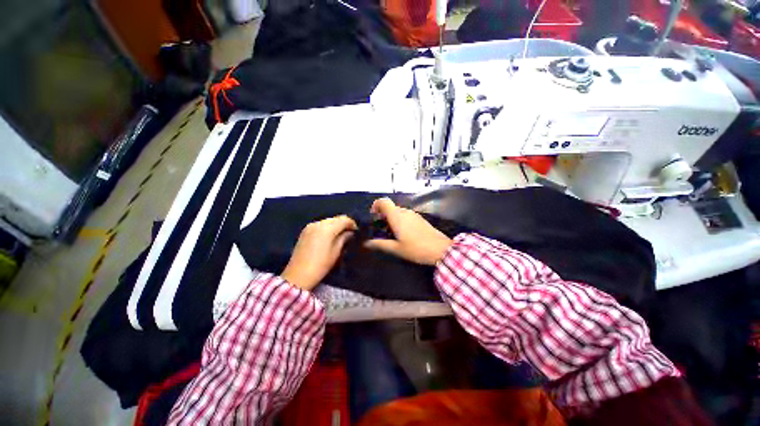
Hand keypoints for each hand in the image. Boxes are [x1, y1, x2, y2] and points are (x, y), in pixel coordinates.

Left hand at [282, 215, 357, 290]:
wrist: (298, 276)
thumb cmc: (321, 265)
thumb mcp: (336, 252)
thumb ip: (344, 238)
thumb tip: (350, 233)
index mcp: (327, 228)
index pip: (344, 219)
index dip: (352, 223)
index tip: (356, 231)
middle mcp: (318, 223)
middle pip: (335, 218)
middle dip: (344, 223)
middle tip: (350, 233)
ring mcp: (310, 226)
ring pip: (328, 221)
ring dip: (335, 225)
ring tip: (340, 235)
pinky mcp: (305, 231)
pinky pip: (320, 224)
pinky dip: (327, 227)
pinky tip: (329, 236)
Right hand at [364, 198, 452, 265]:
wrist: (440, 249)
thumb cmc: (416, 249)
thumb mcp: (396, 249)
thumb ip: (381, 244)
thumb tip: (367, 243)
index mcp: (397, 217)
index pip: (384, 202)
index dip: (376, 205)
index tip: (373, 216)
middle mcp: (405, 212)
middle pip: (390, 207)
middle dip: (383, 215)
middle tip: (381, 229)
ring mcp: (414, 214)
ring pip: (398, 211)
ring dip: (392, 218)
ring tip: (391, 233)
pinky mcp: (420, 219)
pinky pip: (406, 215)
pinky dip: (400, 220)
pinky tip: (403, 234)